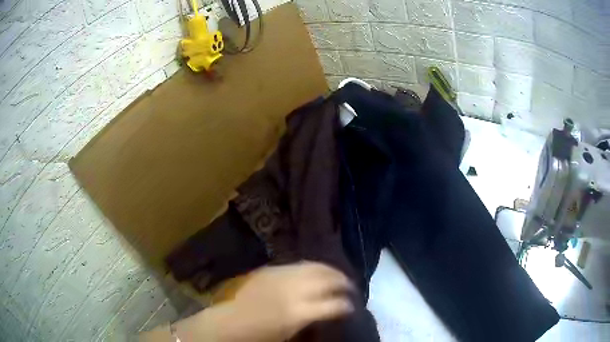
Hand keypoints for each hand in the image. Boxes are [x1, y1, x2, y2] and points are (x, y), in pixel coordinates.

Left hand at [230, 261, 354, 340]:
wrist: (231, 322)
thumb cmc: (261, 335)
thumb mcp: (291, 333)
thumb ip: (313, 318)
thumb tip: (332, 309)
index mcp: (298, 313)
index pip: (334, 305)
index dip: (347, 305)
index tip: (352, 307)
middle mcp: (293, 291)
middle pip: (327, 279)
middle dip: (343, 282)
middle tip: (351, 288)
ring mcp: (281, 276)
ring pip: (315, 266)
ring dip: (331, 271)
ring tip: (338, 276)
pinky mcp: (271, 269)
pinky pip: (298, 264)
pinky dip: (313, 267)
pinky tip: (317, 272)